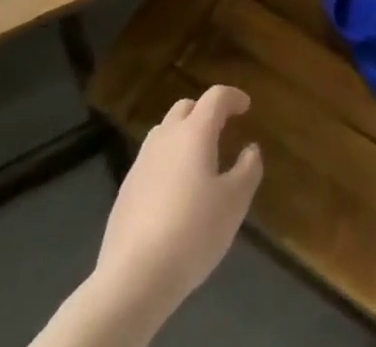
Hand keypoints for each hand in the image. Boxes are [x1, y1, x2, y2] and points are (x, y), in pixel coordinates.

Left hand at [95, 86, 262, 314]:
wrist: (132, 278)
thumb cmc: (192, 232)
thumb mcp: (234, 202)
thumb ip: (248, 169)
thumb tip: (250, 150)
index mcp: (194, 132)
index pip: (215, 97)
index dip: (233, 97)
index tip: (245, 106)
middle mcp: (166, 138)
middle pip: (185, 107)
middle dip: (205, 112)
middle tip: (221, 130)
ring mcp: (141, 163)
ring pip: (164, 132)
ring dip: (182, 135)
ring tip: (196, 159)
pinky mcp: (125, 191)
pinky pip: (150, 161)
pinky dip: (166, 162)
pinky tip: (173, 192)